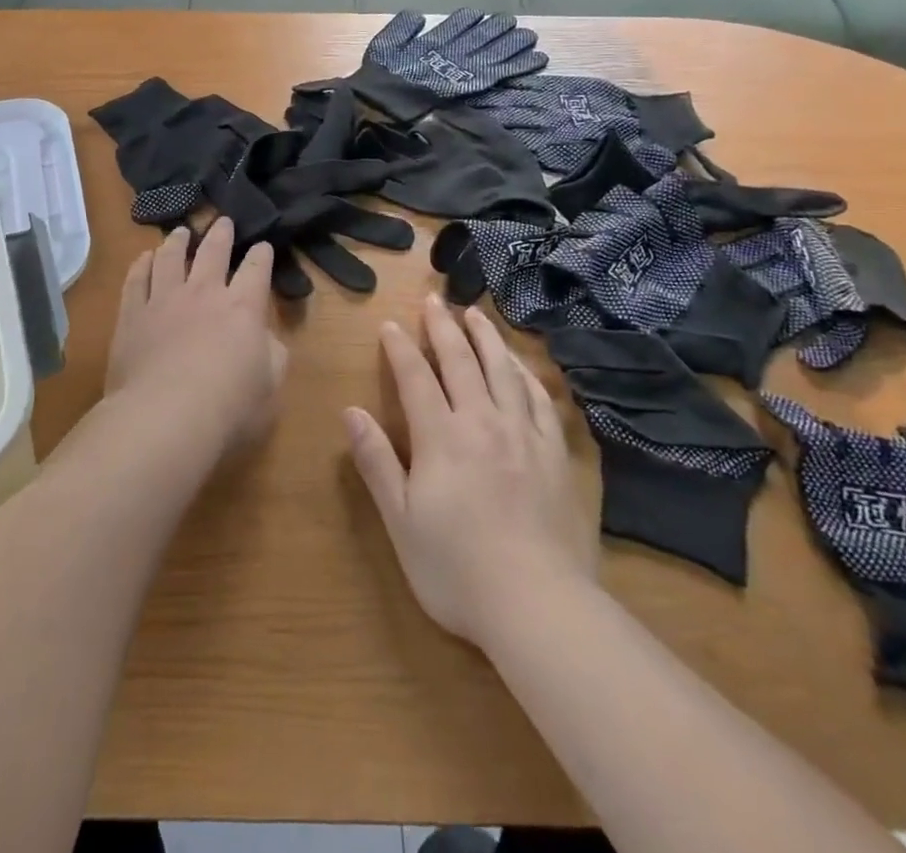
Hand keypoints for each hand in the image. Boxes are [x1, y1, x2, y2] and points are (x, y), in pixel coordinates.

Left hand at [107, 217, 288, 454]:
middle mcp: (204, 293)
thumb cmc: (229, 408)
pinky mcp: (132, 315)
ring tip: (181, 231)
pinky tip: (144, 257)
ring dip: (178, 241)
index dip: (262, 255)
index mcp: (243, 307)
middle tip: (223, 220)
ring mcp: (164, 300)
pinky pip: (136, 279)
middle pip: (213, 251)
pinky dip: (142, 264)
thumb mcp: (271, 387)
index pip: (256, 269)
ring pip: (171, 257)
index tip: (263, 246)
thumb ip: (273, 356)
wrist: (164, 417)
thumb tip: (266, 339)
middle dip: (221, 234)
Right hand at [346, 296, 594, 645]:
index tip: (390, 324)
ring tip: (476, 314)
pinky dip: (525, 374)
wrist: (538, 605)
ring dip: (486, 337)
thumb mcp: (401, 521)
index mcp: (441, 437)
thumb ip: (377, 462)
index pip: (416, 377)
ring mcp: (523, 435)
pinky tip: (520, 365)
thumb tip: (351, 412)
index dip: (400, 348)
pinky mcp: (554, 454)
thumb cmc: (456, 569)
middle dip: (443, 327)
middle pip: (460, 362)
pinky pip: (540, 399)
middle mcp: (482, 422)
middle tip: (434, 300)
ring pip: (502, 370)